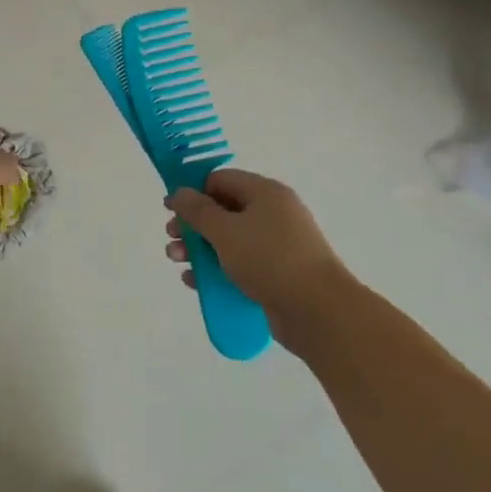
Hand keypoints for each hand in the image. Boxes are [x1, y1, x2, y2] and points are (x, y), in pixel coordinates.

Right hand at [165, 170, 353, 350]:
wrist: (318, 311)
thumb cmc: (269, 258)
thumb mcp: (225, 230)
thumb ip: (197, 210)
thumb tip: (178, 192)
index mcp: (265, 192)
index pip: (221, 180)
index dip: (194, 192)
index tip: (172, 211)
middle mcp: (273, 213)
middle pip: (223, 211)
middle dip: (193, 225)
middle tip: (172, 239)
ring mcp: (277, 245)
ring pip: (229, 240)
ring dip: (200, 249)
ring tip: (178, 263)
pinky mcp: (277, 274)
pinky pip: (241, 265)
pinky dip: (217, 270)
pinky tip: (196, 283)